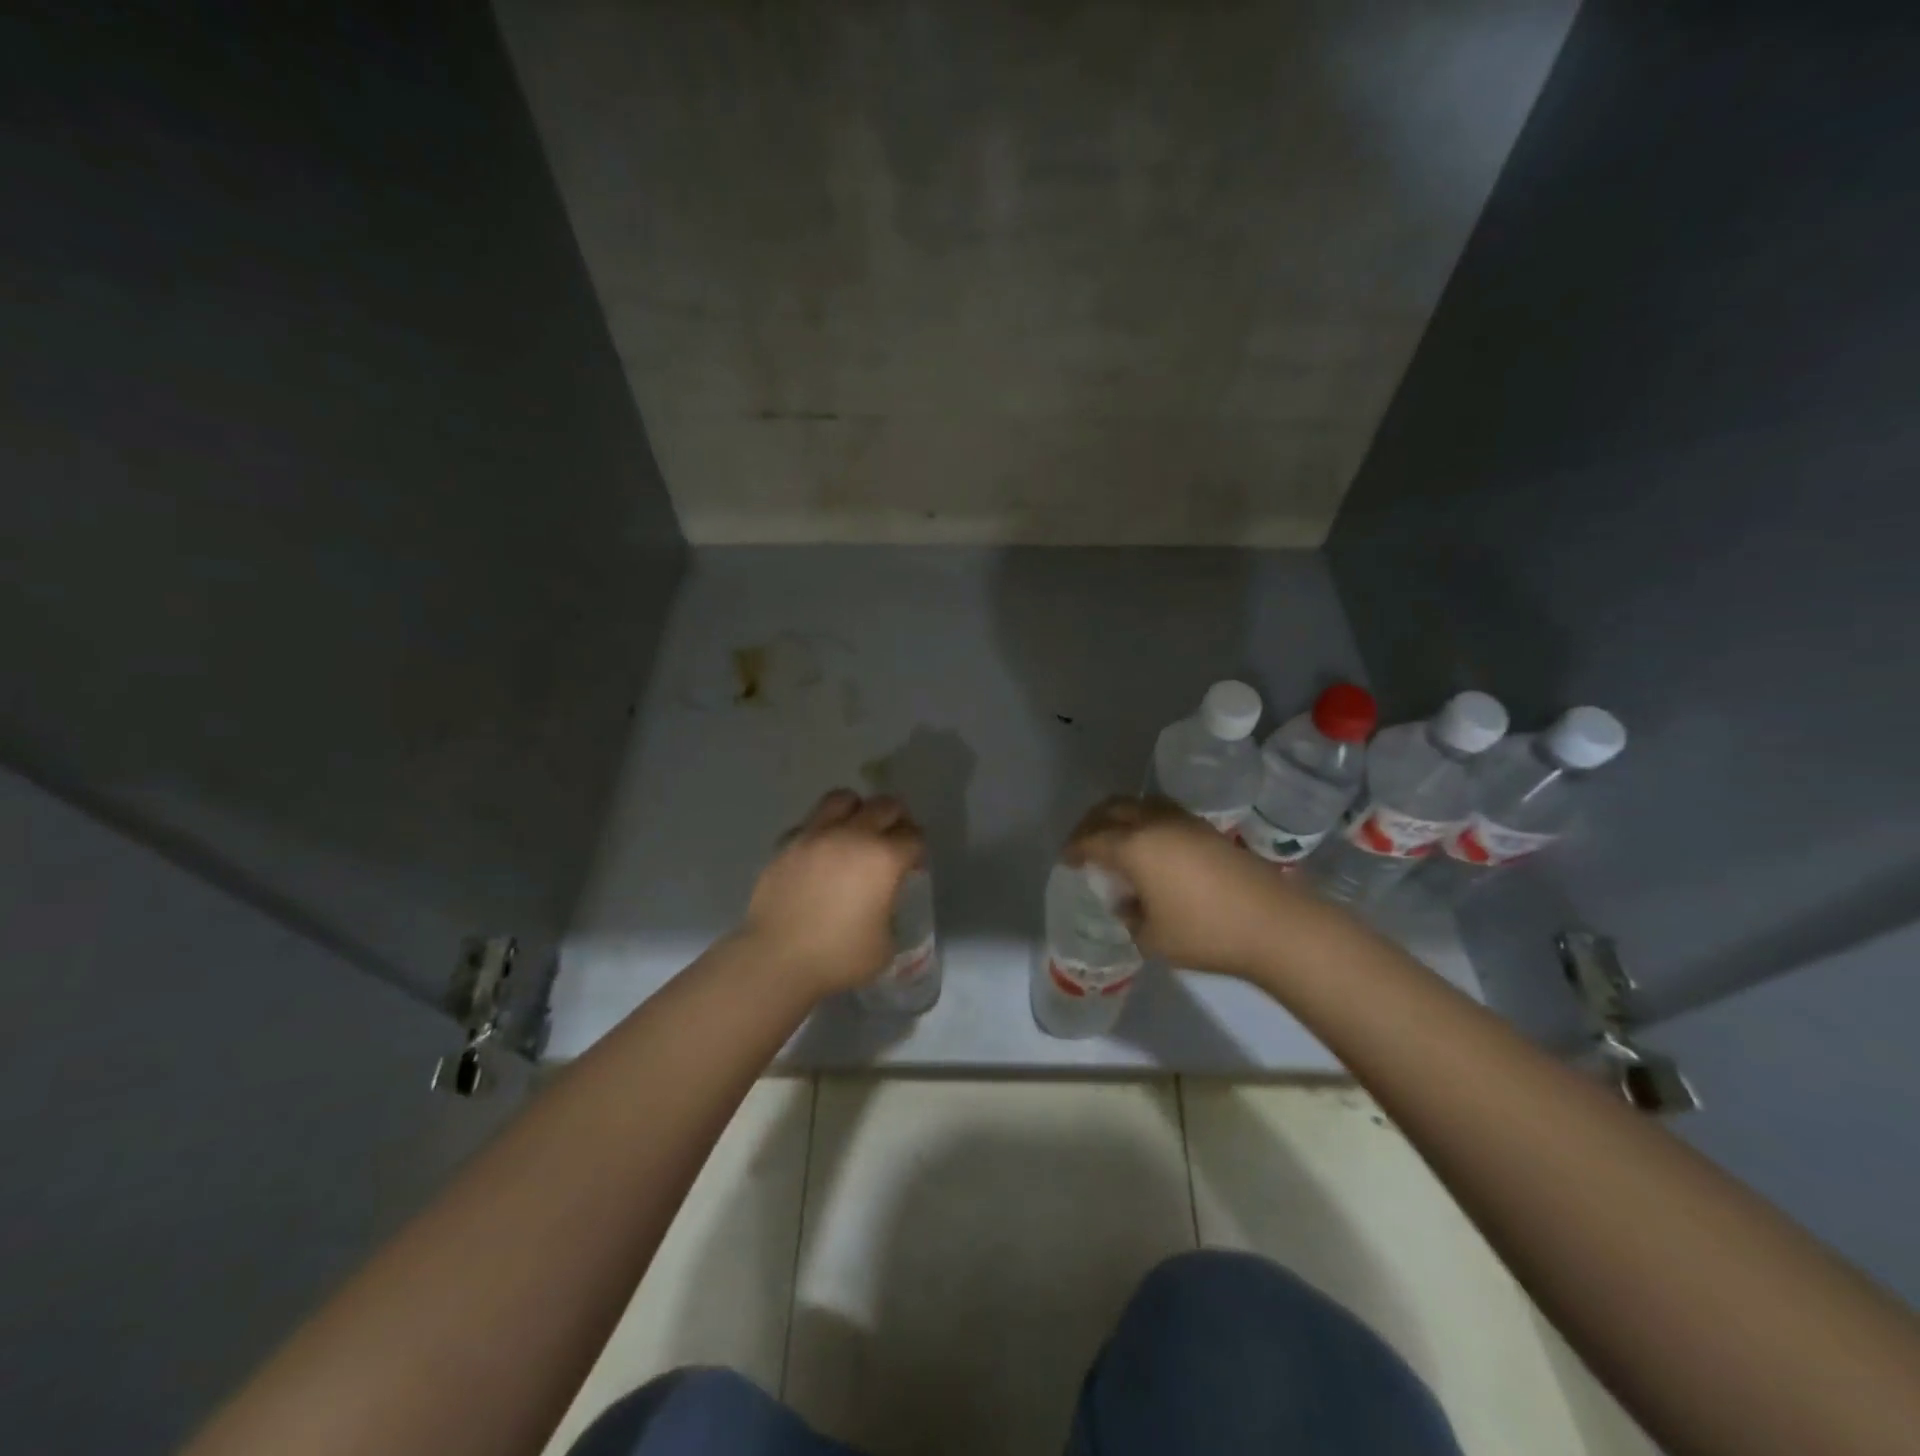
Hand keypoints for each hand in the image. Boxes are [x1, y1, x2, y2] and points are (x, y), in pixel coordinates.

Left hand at [742, 789, 925, 997]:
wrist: (777, 959)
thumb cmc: (839, 957)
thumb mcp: (885, 943)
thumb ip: (889, 912)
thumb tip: (879, 903)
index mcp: (884, 858)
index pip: (913, 836)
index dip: (918, 850)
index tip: (913, 866)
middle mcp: (852, 835)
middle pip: (885, 805)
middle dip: (896, 819)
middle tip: (893, 841)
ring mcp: (816, 835)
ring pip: (843, 798)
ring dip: (857, 810)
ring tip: (855, 832)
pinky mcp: (787, 844)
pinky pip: (809, 823)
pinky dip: (821, 831)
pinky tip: (820, 854)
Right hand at [1065, 796, 1309, 977]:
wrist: (1274, 924)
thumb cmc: (1205, 934)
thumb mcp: (1152, 938)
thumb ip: (1130, 916)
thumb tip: (1128, 902)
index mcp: (1134, 847)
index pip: (1092, 839)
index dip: (1074, 848)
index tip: (1066, 860)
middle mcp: (1155, 824)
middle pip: (1112, 809)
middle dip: (1091, 823)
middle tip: (1083, 843)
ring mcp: (1184, 822)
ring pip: (1140, 803)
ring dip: (1119, 815)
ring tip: (1115, 837)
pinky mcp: (1207, 829)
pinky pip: (1163, 812)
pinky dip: (1145, 820)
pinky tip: (1151, 844)